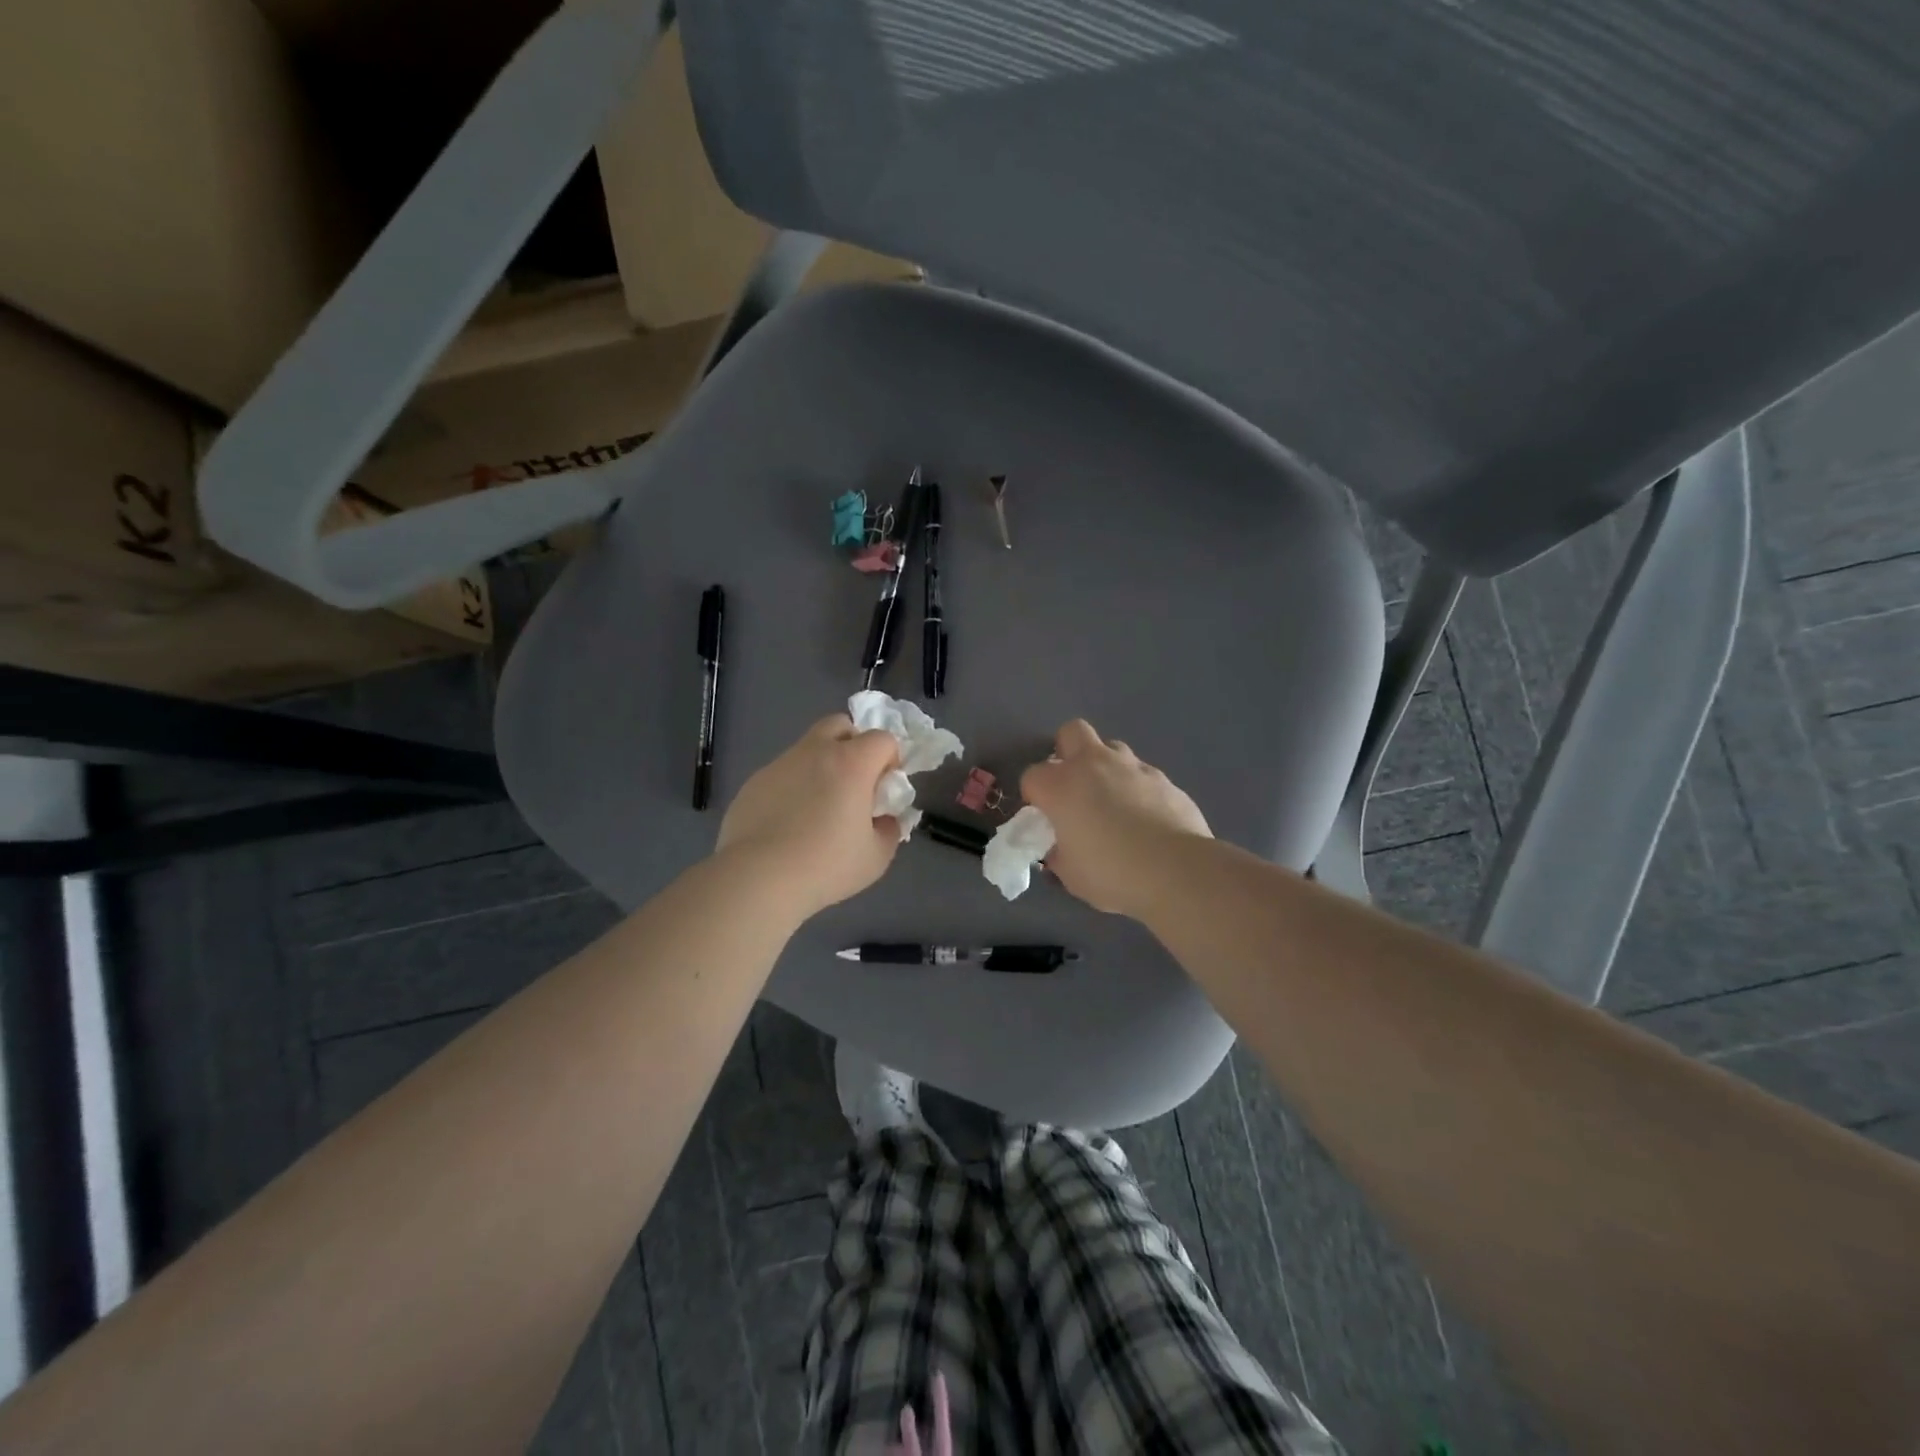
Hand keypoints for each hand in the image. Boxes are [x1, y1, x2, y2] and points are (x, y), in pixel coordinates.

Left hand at [716, 716, 902, 918]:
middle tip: (854, 782)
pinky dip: (793, 787)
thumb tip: (884, 819)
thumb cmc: (826, 865)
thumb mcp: (876, 856)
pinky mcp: (754, 782)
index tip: (884, 789)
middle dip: (853, 744)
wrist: (758, 879)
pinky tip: (788, 824)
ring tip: (817, 809)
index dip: (890, 759)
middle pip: (840, 724)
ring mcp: (780, 764)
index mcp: (852, 763)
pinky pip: (783, 773)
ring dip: (821, 766)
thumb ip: (888, 829)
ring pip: (808, 748)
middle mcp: (815, 752)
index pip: (883, 738)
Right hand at [1020, 720, 1210, 917]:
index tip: (1044, 818)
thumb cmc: (1111, 873)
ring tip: (1112, 800)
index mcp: (1060, 786)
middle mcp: (1092, 764)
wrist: (1176, 870)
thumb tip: (1059, 848)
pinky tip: (1145, 816)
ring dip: (1105, 767)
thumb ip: (1058, 854)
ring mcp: (1131, 766)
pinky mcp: (1163, 777)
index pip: (1032, 776)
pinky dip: (1137, 787)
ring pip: (1111, 748)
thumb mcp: (1070, 874)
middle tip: (1073, 786)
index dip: (1035, 796)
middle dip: (1067, 752)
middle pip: (1071, 733)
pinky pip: (1141, 773)